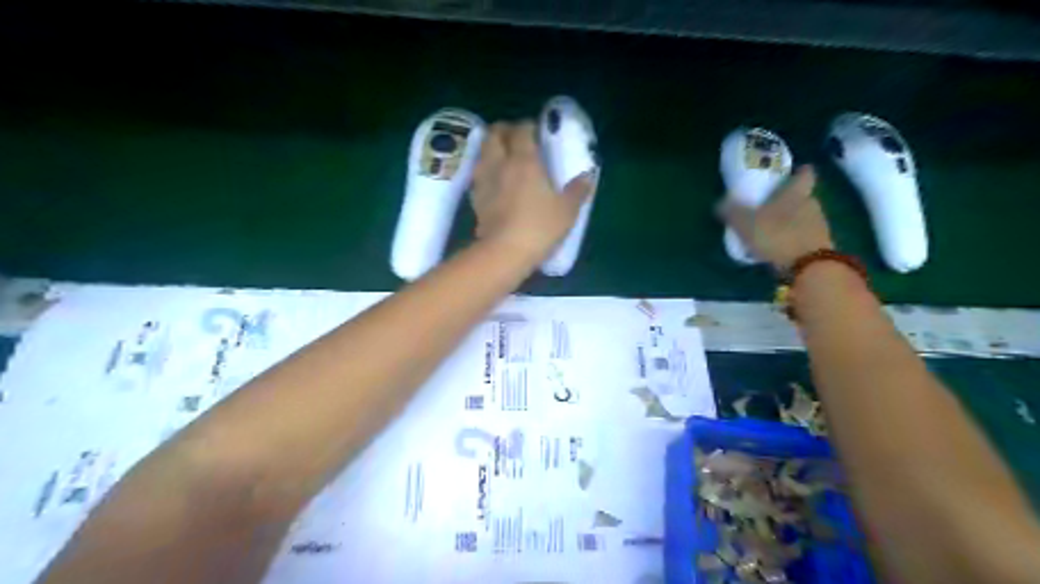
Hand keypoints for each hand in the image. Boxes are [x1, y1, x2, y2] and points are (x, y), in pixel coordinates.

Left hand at [471, 122, 592, 259]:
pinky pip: (478, 174)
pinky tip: (495, 181)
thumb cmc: (539, 227)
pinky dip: (486, 170)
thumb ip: (577, 190)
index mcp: (524, 160)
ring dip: (492, 148)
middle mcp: (500, 163)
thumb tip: (587, 177)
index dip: (528, 126)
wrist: (504, 252)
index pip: (521, 129)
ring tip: (504, 157)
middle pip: (494, 134)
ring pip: (482, 151)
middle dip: (504, 131)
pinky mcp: (475, 198)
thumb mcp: (567, 210)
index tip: (537, 131)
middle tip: (517, 139)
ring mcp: (484, 180)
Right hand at [721, 166, 834, 270]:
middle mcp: (811, 205)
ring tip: (772, 229)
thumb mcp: (746, 223)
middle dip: (790, 200)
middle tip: (772, 205)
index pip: (805, 175)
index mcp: (796, 194)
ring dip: (791, 221)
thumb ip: (732, 212)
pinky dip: (793, 239)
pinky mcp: (820, 247)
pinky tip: (779, 248)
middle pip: (803, 197)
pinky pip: (804, 237)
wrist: (809, 268)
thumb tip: (719, 203)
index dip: (800, 172)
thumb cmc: (777, 236)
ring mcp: (819, 227)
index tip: (795, 171)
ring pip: (804, 218)